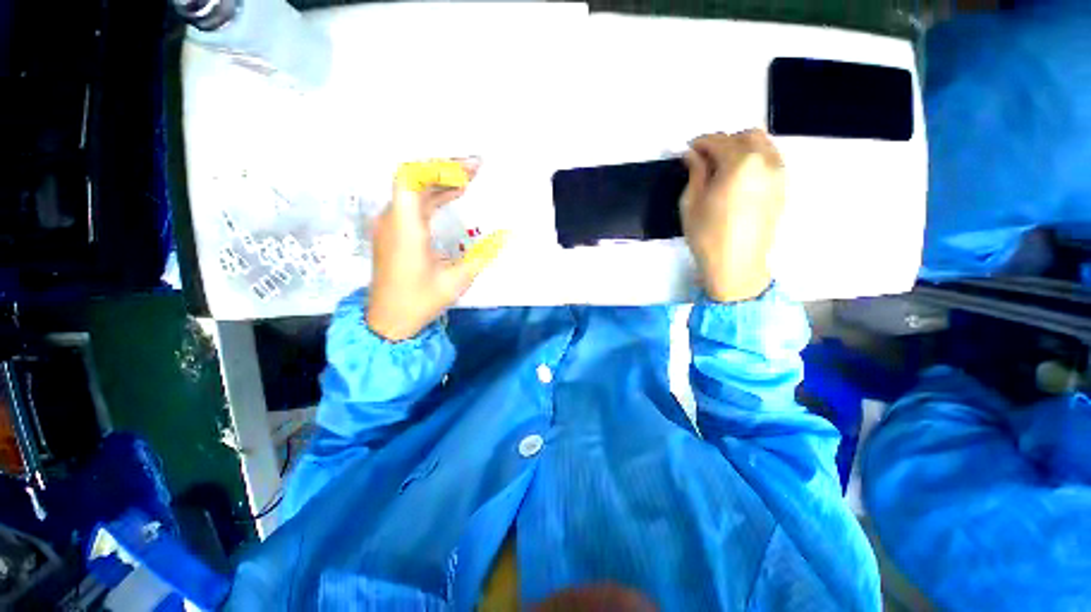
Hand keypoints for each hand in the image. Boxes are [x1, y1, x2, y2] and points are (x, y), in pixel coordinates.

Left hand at [367, 158, 506, 340]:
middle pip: (414, 179)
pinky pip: (411, 204)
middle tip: (477, 169)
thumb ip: (484, 254)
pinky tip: (452, 198)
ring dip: (440, 183)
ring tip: (470, 180)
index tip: (467, 172)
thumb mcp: (457, 280)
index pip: (410, 177)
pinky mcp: (392, 233)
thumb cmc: (420, 301)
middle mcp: (392, 220)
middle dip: (446, 171)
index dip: (438, 168)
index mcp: (406, 228)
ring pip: (413, 191)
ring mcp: (389, 225)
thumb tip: (508, 234)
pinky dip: (432, 197)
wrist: (388, 320)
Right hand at [681, 129, 784, 302]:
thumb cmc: (707, 236)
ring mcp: (779, 174)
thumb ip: (696, 173)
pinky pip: (771, 160)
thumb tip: (693, 155)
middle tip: (705, 158)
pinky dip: (754, 160)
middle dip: (724, 141)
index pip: (720, 140)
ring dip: (741, 148)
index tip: (688, 150)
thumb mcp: (691, 203)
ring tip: (722, 167)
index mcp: (740, 163)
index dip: (701, 142)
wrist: (737, 265)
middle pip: (747, 136)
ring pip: (763, 145)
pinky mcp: (783, 188)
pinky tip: (738, 177)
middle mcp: (766, 161)